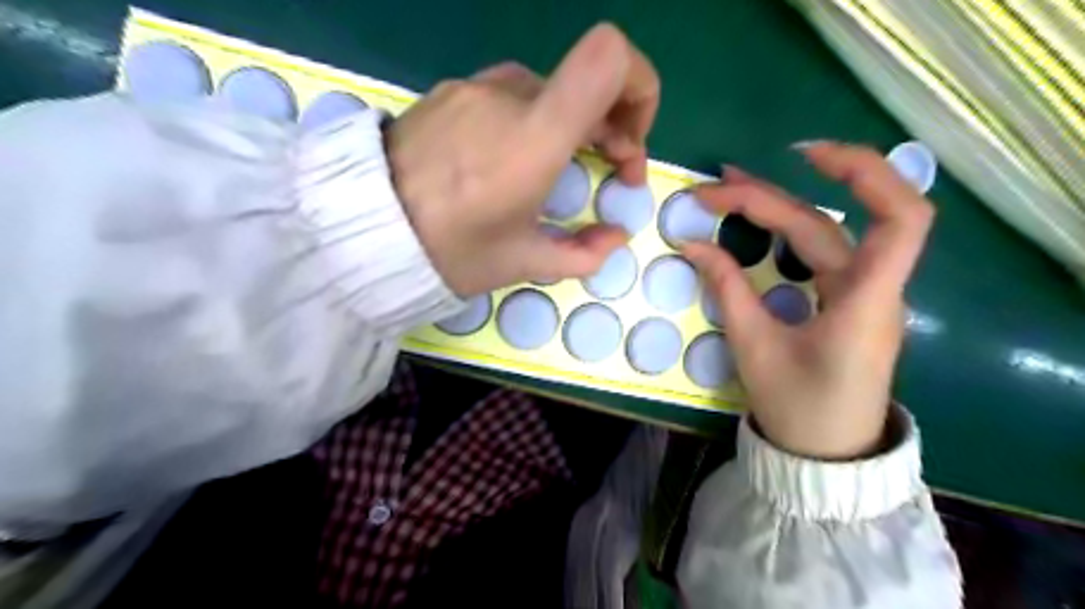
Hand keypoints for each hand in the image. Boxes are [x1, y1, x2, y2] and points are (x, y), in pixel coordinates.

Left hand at [391, 24, 661, 297]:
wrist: (361, 229)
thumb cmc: (449, 251)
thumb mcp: (522, 263)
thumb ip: (583, 253)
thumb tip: (615, 236)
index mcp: (535, 136)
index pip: (610, 58)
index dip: (640, 87)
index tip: (630, 140)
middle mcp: (509, 95)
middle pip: (586, 81)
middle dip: (612, 126)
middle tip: (607, 171)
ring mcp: (475, 87)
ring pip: (549, 92)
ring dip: (570, 126)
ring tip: (554, 170)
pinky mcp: (450, 92)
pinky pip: (509, 96)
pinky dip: (531, 121)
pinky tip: (508, 161)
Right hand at [686, 140, 932, 455]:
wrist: (824, 453)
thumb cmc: (798, 407)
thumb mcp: (754, 347)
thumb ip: (727, 289)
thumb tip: (693, 244)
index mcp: (866, 301)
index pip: (900, 218)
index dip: (864, 174)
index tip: (802, 156)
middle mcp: (871, 288)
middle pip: (828, 223)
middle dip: (769, 198)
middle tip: (713, 189)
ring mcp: (860, 293)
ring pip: (824, 234)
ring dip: (778, 205)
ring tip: (728, 189)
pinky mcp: (845, 301)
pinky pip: (819, 254)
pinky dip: (786, 230)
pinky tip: (759, 220)